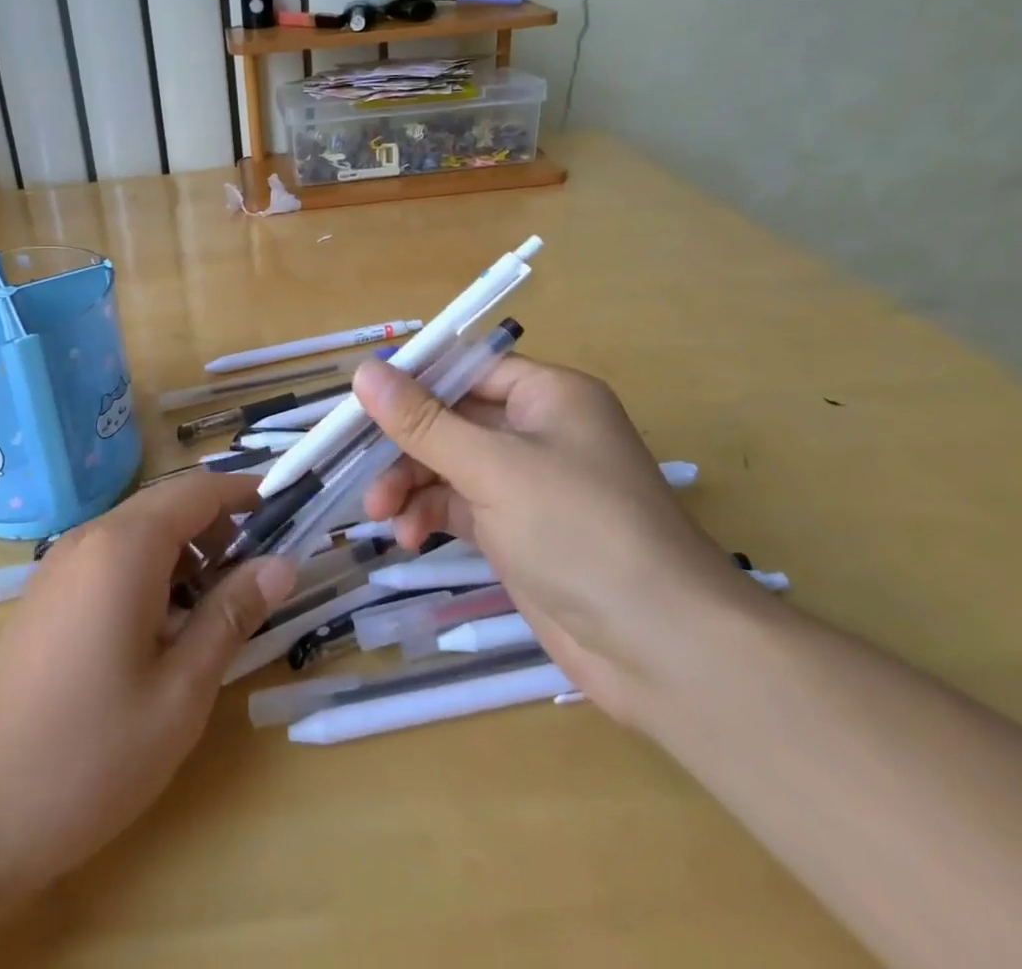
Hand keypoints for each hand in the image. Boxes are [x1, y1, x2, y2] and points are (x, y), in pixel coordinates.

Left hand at [0, 471, 295, 902]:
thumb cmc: (85, 753)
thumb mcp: (179, 692)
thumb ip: (231, 616)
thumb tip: (282, 563)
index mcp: (126, 546)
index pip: (199, 490)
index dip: (247, 494)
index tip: (290, 510)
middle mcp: (91, 538)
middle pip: (170, 507)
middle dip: (221, 528)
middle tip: (262, 575)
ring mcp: (62, 566)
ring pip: (141, 534)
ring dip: (188, 555)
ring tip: (218, 610)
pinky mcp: (47, 597)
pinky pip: (113, 561)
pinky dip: (153, 575)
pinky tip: (165, 632)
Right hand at [353, 354, 755, 723]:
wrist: (663, 650)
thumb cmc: (581, 531)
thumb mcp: (494, 468)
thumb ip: (424, 422)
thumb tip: (365, 371)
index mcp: (548, 395)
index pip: (466, 370)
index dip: (412, 382)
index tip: (358, 404)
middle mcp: (539, 431)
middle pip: (452, 418)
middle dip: (405, 445)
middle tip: (360, 470)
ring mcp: (529, 484)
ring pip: (450, 464)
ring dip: (411, 483)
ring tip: (380, 513)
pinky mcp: (518, 531)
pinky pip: (460, 505)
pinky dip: (430, 515)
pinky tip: (408, 537)